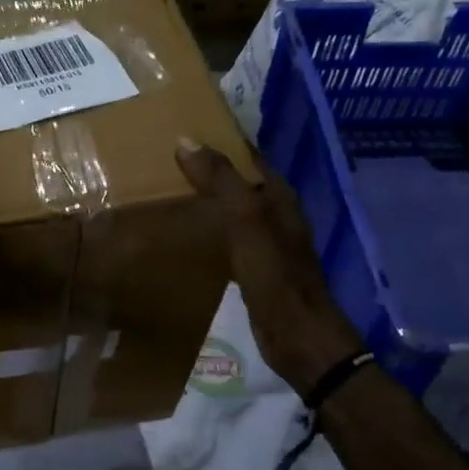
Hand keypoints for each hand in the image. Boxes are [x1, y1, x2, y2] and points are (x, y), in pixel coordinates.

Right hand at [176, 138, 363, 398]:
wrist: (298, 336)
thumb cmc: (275, 275)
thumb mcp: (247, 221)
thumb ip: (221, 181)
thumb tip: (186, 140)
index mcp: (280, 197)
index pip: (250, 157)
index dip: (222, 142)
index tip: (186, 133)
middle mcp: (278, 215)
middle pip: (243, 182)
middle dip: (213, 170)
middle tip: (170, 161)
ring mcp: (269, 244)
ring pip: (236, 210)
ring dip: (211, 200)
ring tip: (173, 192)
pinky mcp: (258, 269)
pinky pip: (231, 238)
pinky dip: (212, 229)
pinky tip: (191, 234)